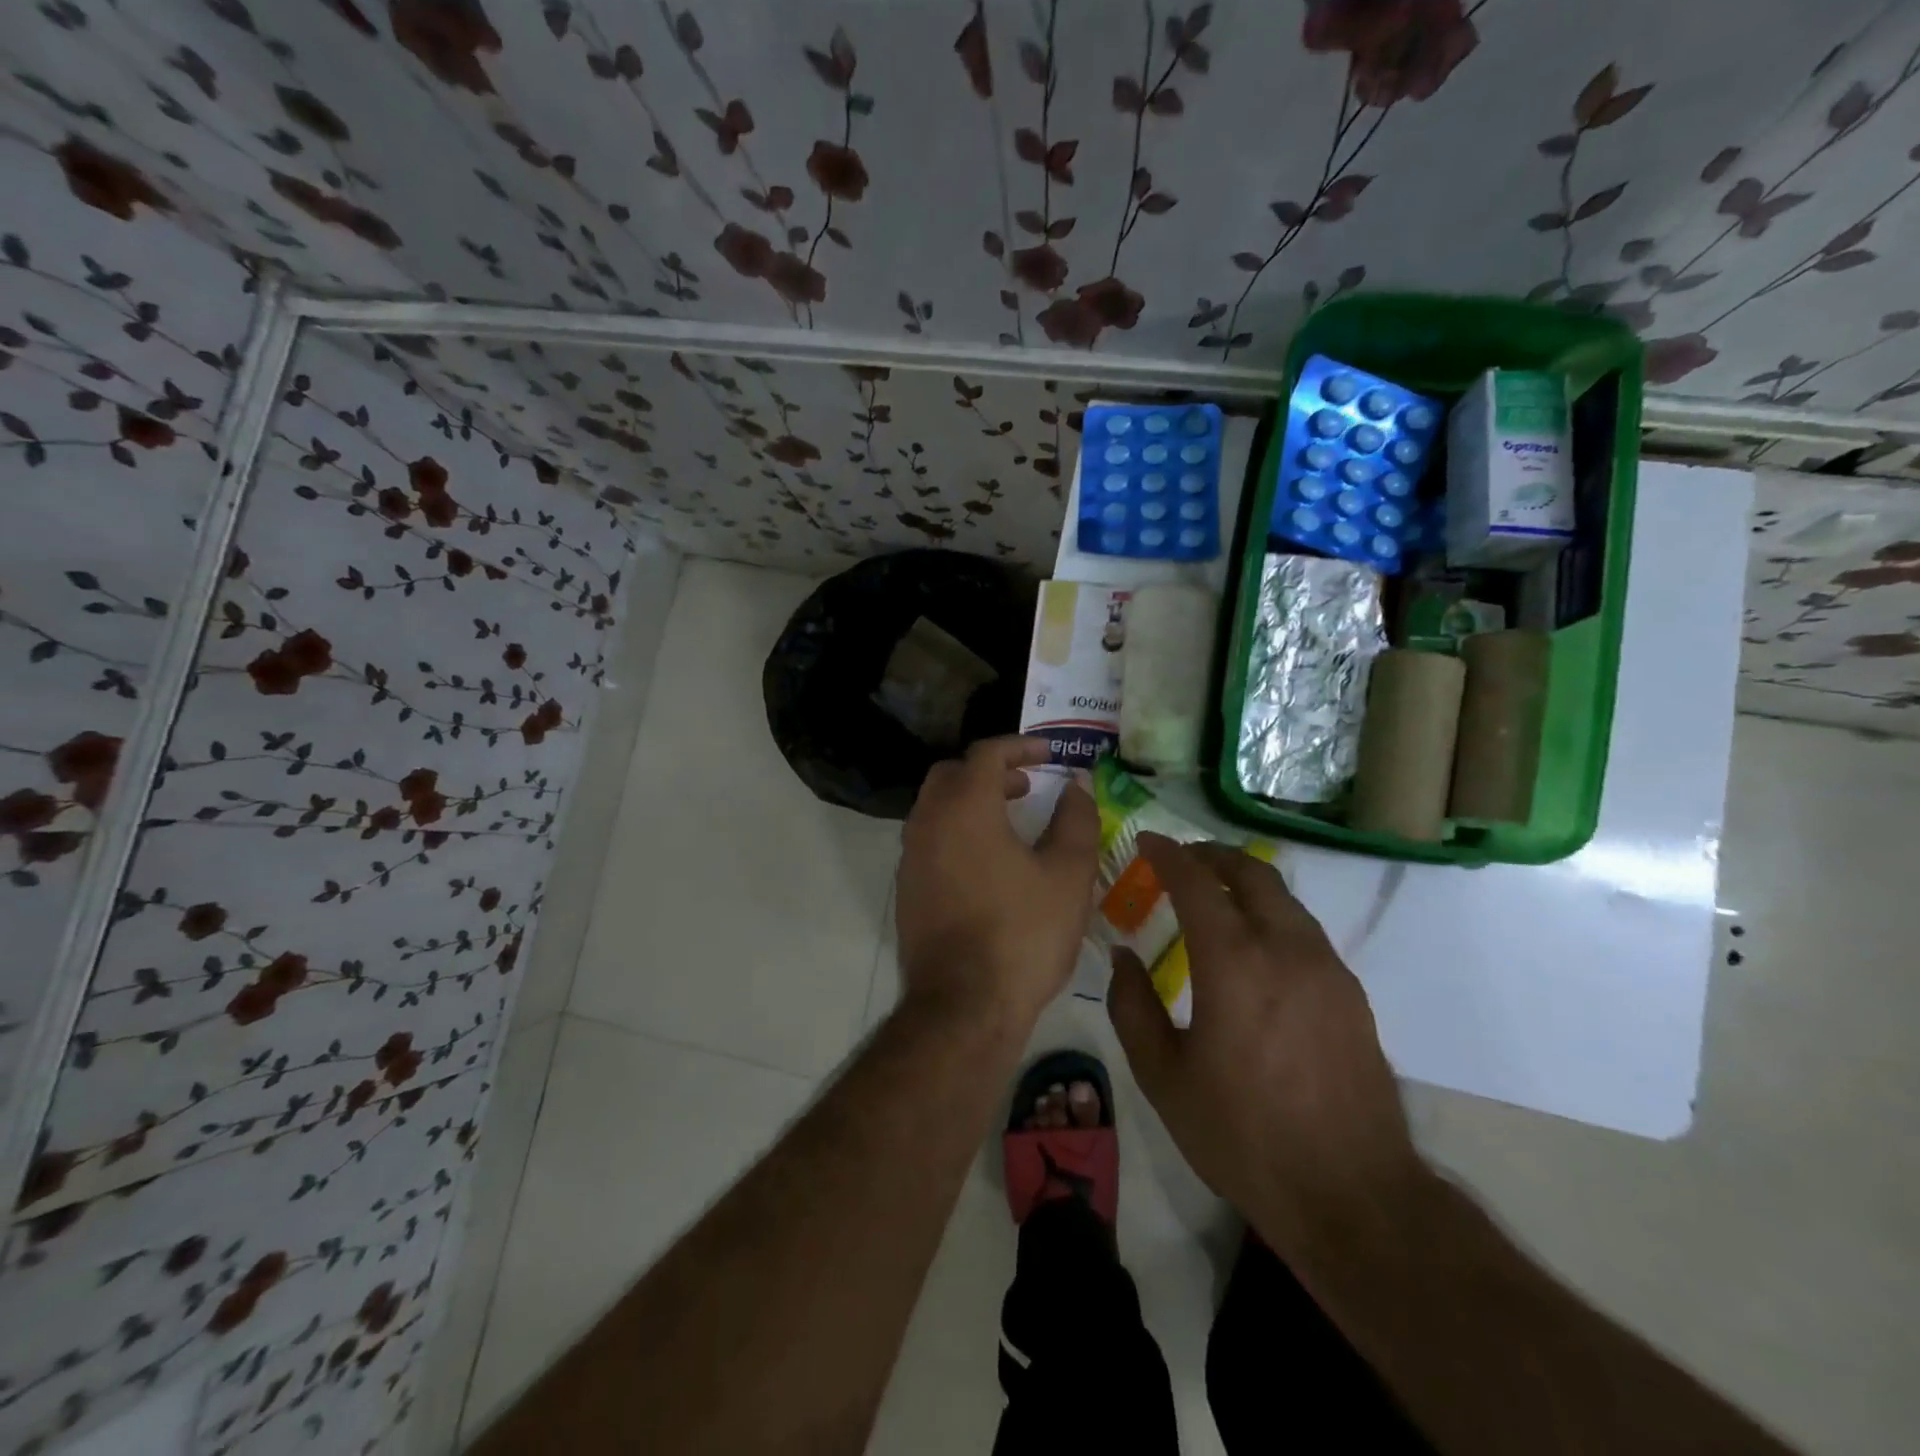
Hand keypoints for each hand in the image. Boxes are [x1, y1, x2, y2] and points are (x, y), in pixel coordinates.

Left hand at [895, 737, 1099, 1029]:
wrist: (964, 1006)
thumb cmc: (1023, 934)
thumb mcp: (1067, 875)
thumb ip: (1075, 821)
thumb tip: (1076, 787)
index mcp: (965, 807)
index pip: (986, 753)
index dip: (1020, 746)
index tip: (1049, 754)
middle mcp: (927, 822)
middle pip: (952, 774)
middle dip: (990, 771)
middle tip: (1026, 786)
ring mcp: (910, 856)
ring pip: (935, 807)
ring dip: (970, 801)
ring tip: (1011, 822)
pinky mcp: (906, 889)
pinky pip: (928, 840)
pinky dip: (956, 831)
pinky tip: (986, 863)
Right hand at [1105, 835, 1421, 1255]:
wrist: (1352, 1193)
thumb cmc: (1243, 1135)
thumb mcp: (1164, 1077)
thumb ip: (1133, 1007)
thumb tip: (1124, 956)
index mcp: (1233, 963)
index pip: (1196, 882)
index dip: (1167, 854)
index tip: (1145, 842)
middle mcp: (1285, 948)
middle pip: (1250, 872)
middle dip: (1210, 855)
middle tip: (1181, 859)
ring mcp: (1326, 967)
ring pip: (1283, 896)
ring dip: (1244, 880)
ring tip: (1215, 894)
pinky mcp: (1351, 992)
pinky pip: (1304, 928)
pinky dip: (1271, 913)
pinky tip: (1255, 944)